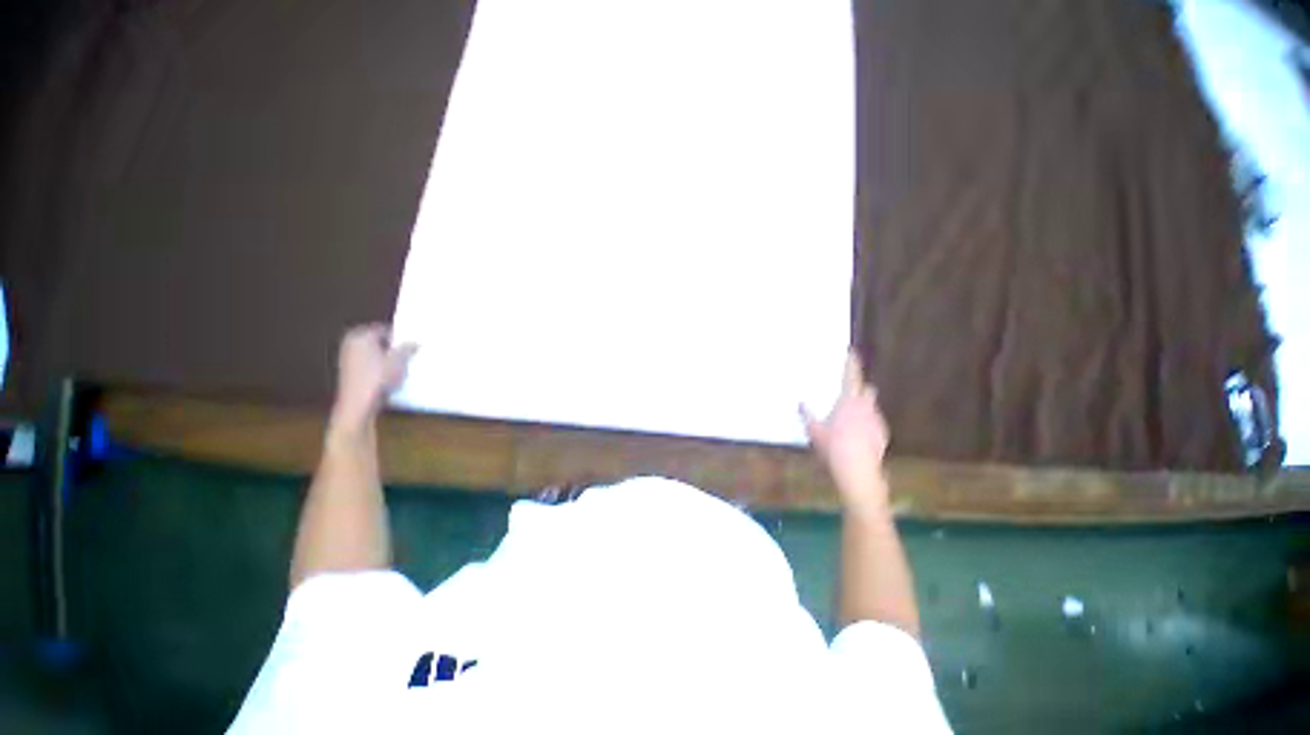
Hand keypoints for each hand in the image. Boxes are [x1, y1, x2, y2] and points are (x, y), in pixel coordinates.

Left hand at [330, 324, 415, 431]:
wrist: (359, 404)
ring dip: (387, 358)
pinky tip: (391, 377)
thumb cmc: (378, 377)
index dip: (400, 336)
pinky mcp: (349, 374)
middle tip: (410, 353)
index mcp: (361, 336)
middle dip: (393, 347)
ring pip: (373, 354)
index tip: (413, 343)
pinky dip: (379, 368)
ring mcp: (348, 360)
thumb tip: (415, 342)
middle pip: (378, 341)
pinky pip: (369, 365)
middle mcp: (351, 344)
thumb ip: (408, 348)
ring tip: (403, 366)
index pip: (384, 329)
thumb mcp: (400, 360)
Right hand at [801, 350, 889, 509]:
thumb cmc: (832, 446)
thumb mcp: (814, 430)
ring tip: (851, 420)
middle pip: (868, 389)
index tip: (852, 352)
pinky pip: (875, 423)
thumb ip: (807, 415)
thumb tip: (800, 403)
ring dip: (864, 408)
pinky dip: (868, 424)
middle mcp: (866, 407)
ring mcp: (876, 421)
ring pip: (872, 407)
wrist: (857, 469)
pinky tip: (858, 436)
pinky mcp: (882, 434)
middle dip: (861, 388)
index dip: (852, 363)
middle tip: (850, 393)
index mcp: (848, 401)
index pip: (851, 377)